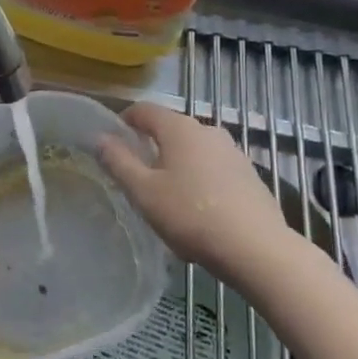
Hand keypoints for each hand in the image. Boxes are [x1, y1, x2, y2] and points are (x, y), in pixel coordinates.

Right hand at [99, 102, 302, 284]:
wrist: (256, 248)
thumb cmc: (191, 215)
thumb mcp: (143, 192)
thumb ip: (118, 162)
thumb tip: (100, 138)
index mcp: (179, 128)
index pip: (144, 110)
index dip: (123, 121)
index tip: (111, 142)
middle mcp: (208, 130)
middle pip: (170, 129)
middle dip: (150, 146)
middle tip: (135, 176)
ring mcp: (233, 152)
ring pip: (193, 150)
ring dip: (176, 165)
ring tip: (165, 196)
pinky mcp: (249, 175)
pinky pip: (213, 169)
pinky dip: (198, 179)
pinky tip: (196, 210)